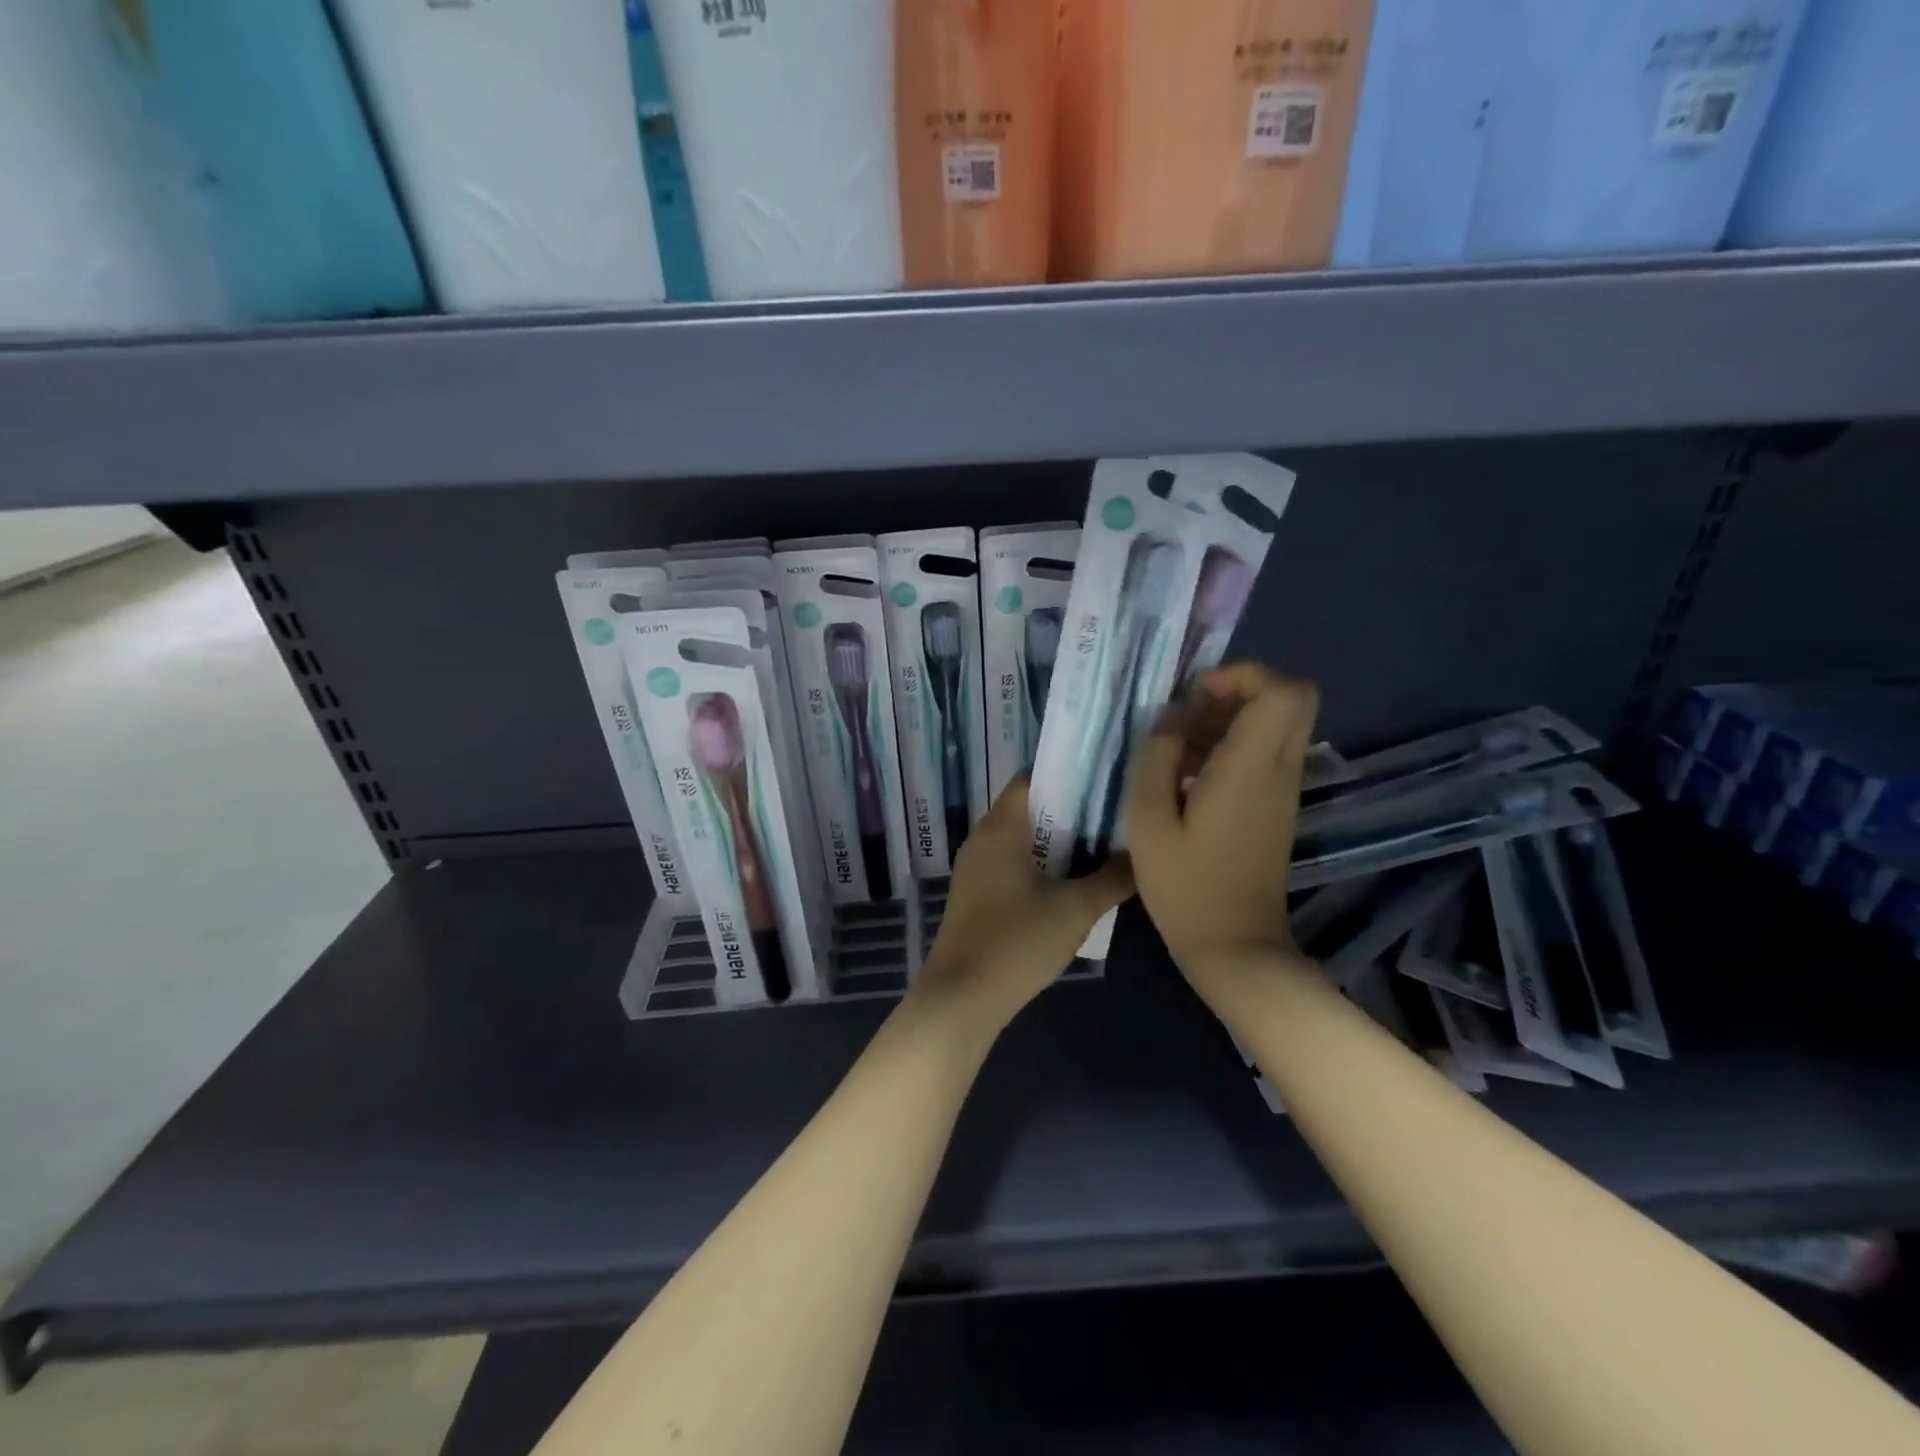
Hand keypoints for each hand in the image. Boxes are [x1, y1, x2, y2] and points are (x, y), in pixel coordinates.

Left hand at [914, 777, 1133, 1033]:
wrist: (962, 997)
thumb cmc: (1016, 942)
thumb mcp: (1075, 910)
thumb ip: (1112, 878)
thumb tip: (1141, 854)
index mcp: (1000, 827)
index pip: (1032, 777)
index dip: (1068, 774)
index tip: (1106, 779)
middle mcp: (983, 838)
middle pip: (1029, 807)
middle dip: (1071, 809)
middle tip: (1115, 813)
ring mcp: (976, 867)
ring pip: (1022, 838)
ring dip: (1057, 839)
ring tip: (1103, 843)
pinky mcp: (977, 894)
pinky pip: (1012, 862)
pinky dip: (1040, 862)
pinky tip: (1071, 880)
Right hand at [1126, 663, 1319, 976]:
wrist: (1234, 945)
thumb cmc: (1185, 885)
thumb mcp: (1149, 819)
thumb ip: (1157, 756)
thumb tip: (1172, 716)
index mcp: (1251, 768)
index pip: (1283, 690)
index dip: (1242, 675)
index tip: (1197, 697)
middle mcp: (1280, 770)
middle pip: (1292, 697)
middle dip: (1241, 690)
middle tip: (1193, 714)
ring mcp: (1284, 790)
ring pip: (1279, 724)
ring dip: (1233, 720)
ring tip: (1180, 750)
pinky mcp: (1278, 807)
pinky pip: (1268, 753)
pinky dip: (1235, 747)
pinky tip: (1191, 778)